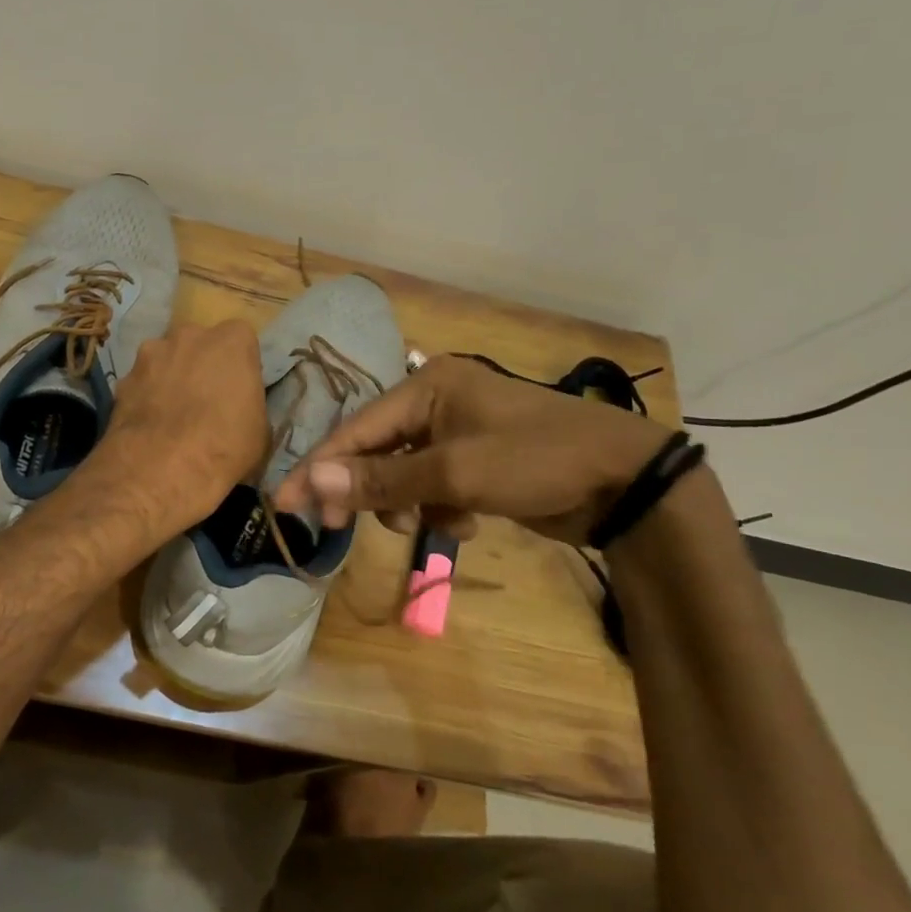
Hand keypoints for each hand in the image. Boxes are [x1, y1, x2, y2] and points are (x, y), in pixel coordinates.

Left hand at [74, 320, 269, 545]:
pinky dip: (145, 396)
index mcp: (232, 341)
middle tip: (205, 398)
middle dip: (202, 363)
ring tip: (172, 413)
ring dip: (170, 376)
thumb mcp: (261, 431)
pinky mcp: (123, 378)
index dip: (239, 364)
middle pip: (199, 342)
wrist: (162, 470)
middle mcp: (190, 335)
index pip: (241, 339)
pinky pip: (141, 382)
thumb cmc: (225, 447)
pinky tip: (149, 425)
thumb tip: (240, 409)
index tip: (238, 389)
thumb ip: (250, 404)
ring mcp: (152, 353)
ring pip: (165, 358)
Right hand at [271, 354, 670, 544]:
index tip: (285, 502)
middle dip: (369, 490)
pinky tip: (468, 521)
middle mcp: (438, 401)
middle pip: (377, 449)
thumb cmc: (535, 460)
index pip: (357, 427)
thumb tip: (315, 478)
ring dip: (409, 503)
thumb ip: (382, 477)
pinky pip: (436, 484)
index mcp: (428, 385)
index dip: (320, 466)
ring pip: (405, 473)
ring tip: (434, 524)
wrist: (624, 481)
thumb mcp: (454, 471)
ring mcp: (460, 431)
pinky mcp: (478, 460)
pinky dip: (442, 506)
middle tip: (341, 526)